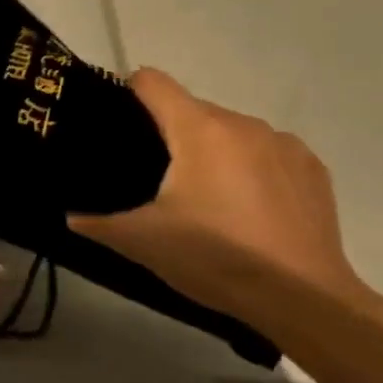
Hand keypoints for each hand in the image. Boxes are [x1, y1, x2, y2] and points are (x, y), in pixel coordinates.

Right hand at [69, 70, 366, 327]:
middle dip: (170, 135)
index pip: (152, 82)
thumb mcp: (141, 242)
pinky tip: (249, 211)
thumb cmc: (215, 258)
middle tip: (156, 180)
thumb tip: (69, 215)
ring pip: (231, 132)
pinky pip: (267, 153)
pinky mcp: (313, 169)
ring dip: (212, 153)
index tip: (117, 124)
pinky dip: (251, 169)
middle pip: (192, 110)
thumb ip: (97, 222)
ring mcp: (284, 144)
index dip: (127, 94)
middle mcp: (243, 123)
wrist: (304, 300)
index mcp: (199, 129)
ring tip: (206, 200)